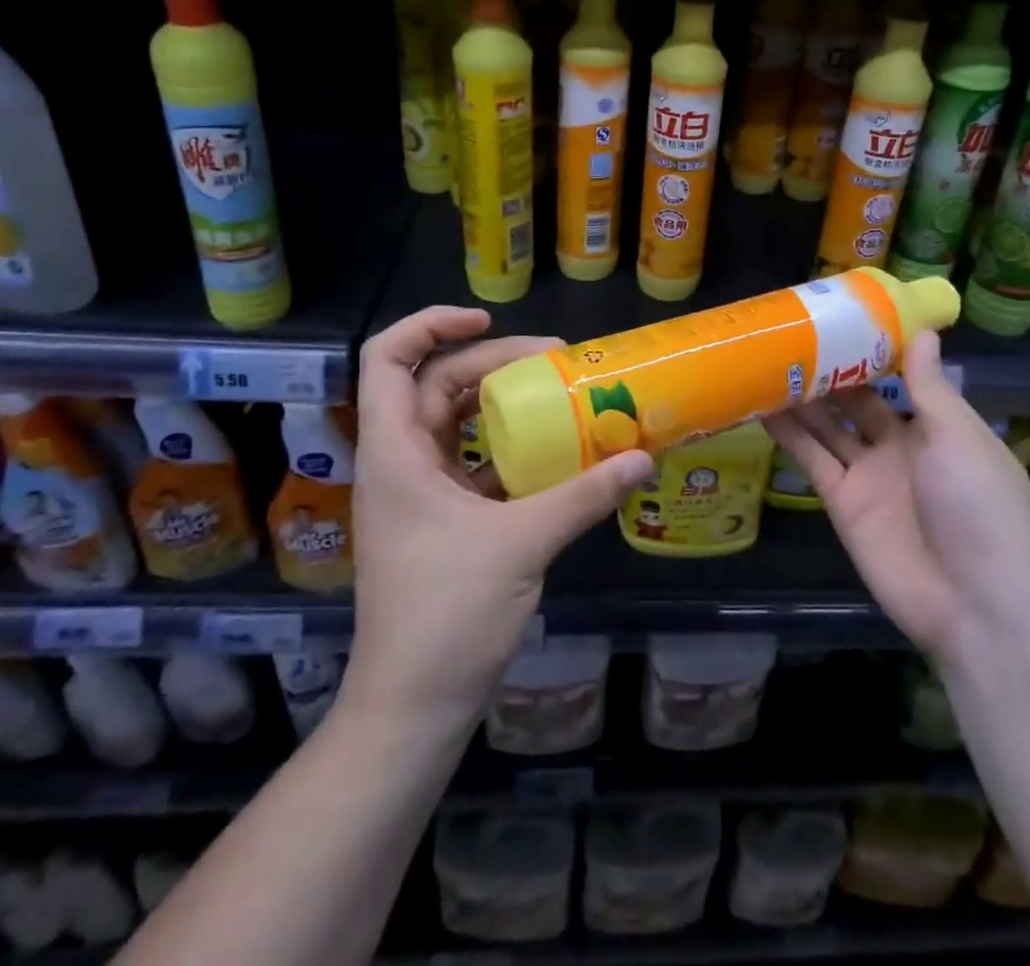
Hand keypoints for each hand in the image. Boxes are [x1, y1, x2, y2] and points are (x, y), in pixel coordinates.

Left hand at [348, 307, 654, 728]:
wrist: (413, 709)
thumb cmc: (448, 616)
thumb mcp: (523, 544)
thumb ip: (583, 495)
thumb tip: (643, 457)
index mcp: (395, 453)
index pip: (387, 359)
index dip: (430, 325)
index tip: (487, 320)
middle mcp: (400, 462)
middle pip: (436, 384)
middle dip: (493, 362)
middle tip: (556, 362)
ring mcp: (419, 493)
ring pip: (456, 423)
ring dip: (502, 405)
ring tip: (559, 396)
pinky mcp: (441, 521)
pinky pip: (474, 463)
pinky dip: (510, 449)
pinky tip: (554, 454)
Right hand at [763, 330, 1029, 660]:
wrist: (976, 605)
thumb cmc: (979, 507)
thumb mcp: (957, 437)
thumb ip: (929, 386)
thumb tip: (923, 330)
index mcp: (939, 426)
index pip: (902, 377)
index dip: (873, 349)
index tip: (842, 315)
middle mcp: (901, 445)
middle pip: (858, 400)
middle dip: (830, 370)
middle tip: (791, 333)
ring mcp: (869, 475)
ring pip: (829, 426)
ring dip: (802, 398)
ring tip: (767, 361)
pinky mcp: (842, 502)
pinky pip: (812, 460)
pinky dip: (789, 435)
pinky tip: (762, 406)